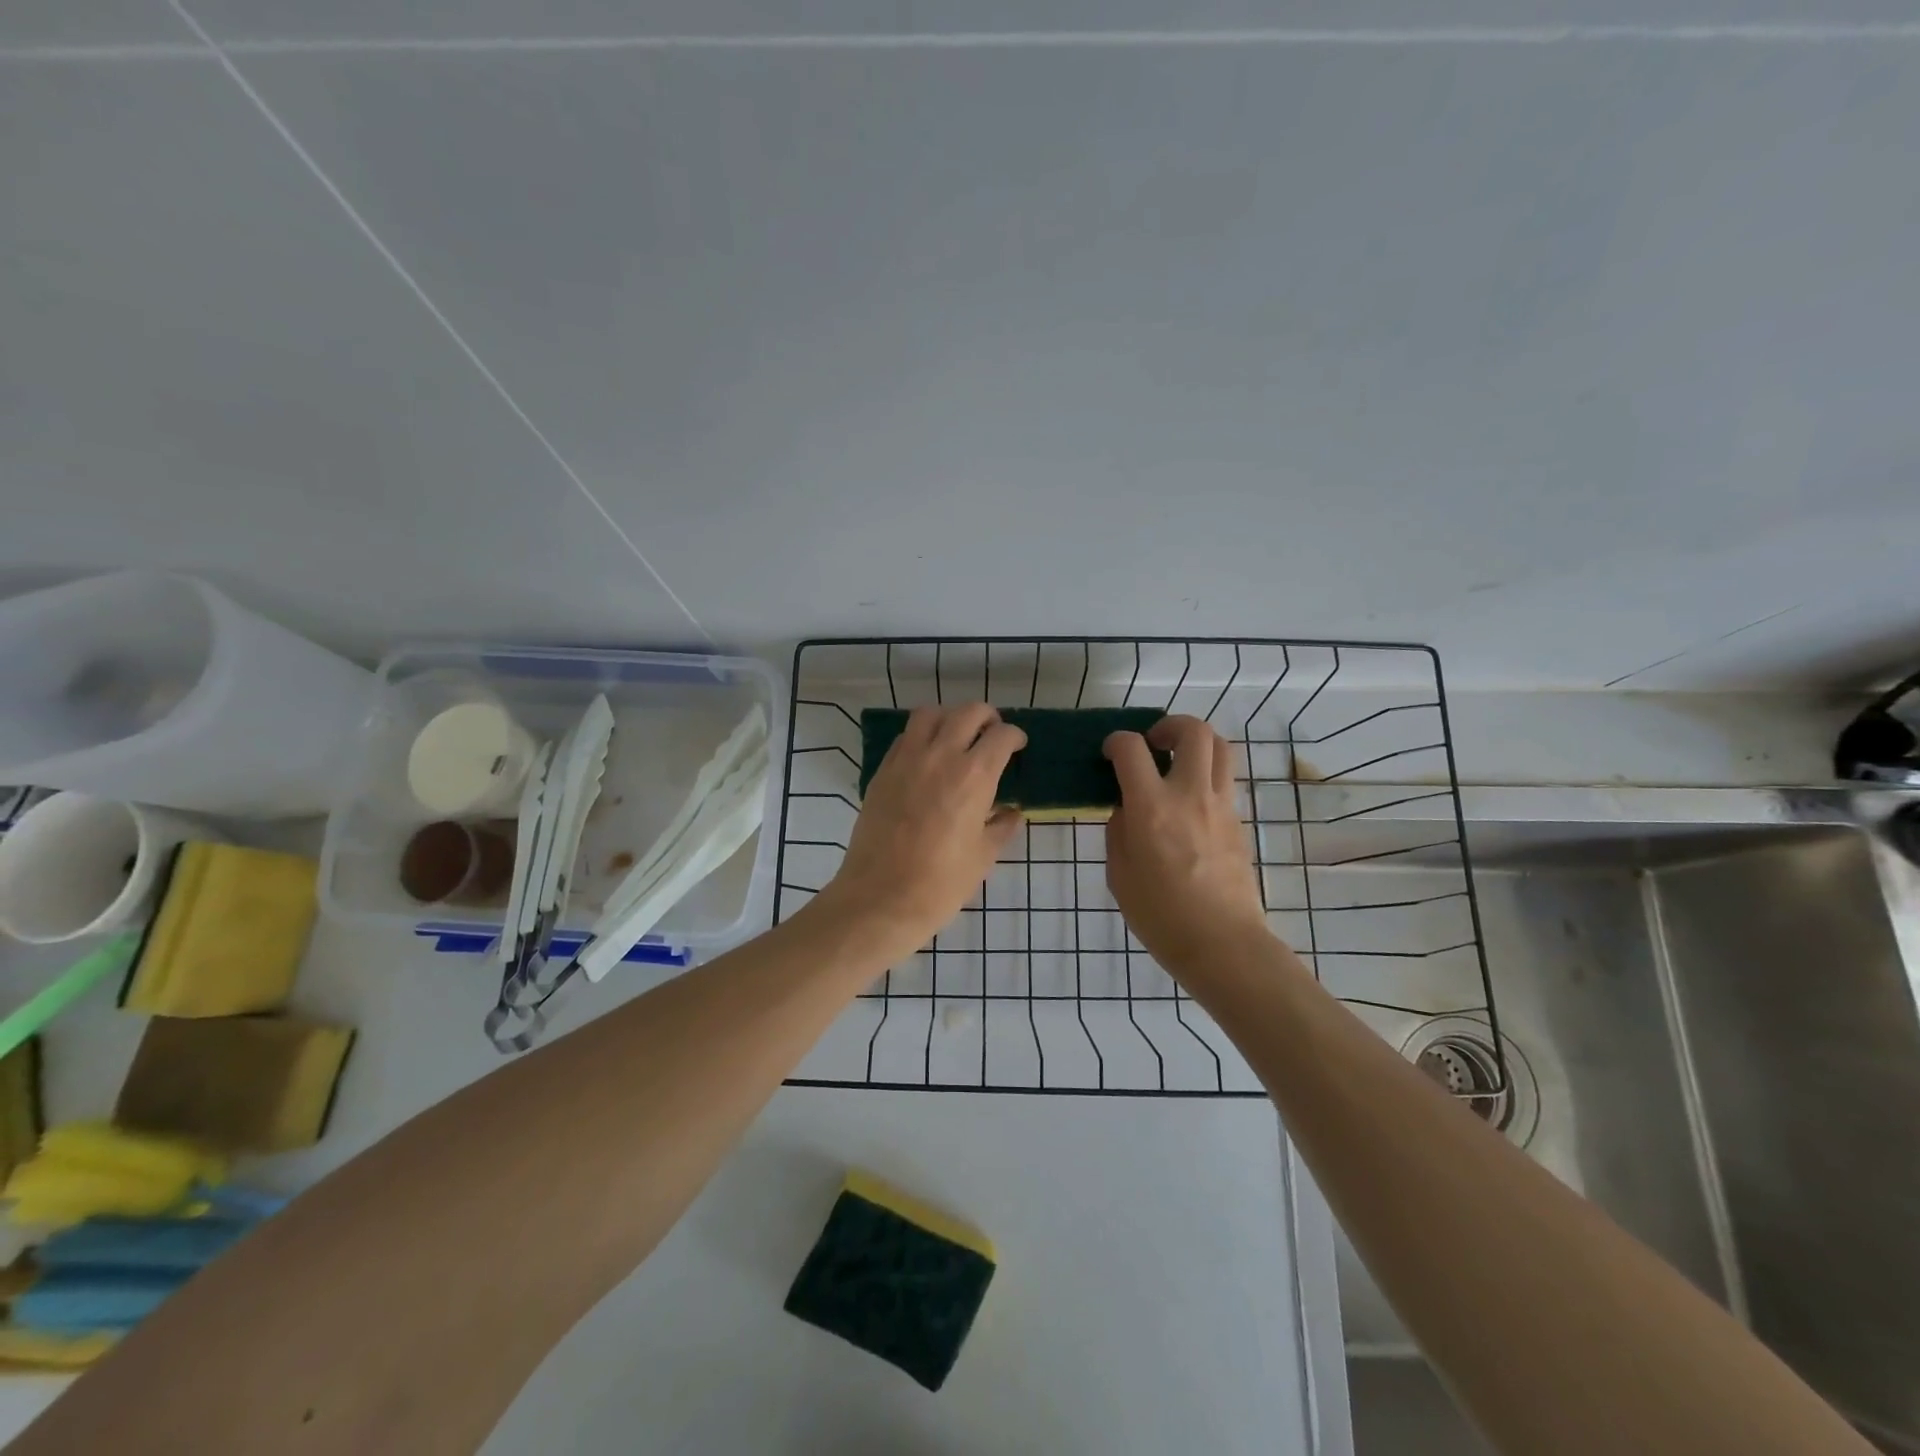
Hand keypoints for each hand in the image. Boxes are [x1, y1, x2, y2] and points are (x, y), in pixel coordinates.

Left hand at [822, 704, 1025, 959]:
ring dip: (950, 717)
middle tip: (993, 733)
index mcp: (974, 776)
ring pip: (930, 714)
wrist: (881, 898)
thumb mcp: (983, 856)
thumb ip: (1001, 827)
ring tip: (957, 736)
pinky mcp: (882, 771)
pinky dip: (922, 735)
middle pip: (968, 712)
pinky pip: (905, 737)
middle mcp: (941, 756)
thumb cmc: (941, 883)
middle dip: (987, 717)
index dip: (1015, 736)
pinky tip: (928, 757)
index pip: (1002, 735)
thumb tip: (1012, 812)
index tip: (1018, 746)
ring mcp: (906, 760)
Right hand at [1104, 715, 1269, 975]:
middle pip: (1193, 731)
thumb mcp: (1119, 874)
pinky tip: (1190, 800)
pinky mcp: (1239, 822)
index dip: (1116, 741)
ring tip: (1177, 760)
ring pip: (1221, 747)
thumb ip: (1119, 830)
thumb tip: (1127, 808)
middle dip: (1169, 725)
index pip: (1131, 748)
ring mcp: (1221, 806)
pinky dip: (1207, 773)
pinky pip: (1225, 779)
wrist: (1222, 944)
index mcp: (1151, 807)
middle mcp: (1190, 795)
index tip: (1109, 753)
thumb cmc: (1160, 915)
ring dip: (1196, 743)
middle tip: (1153, 743)